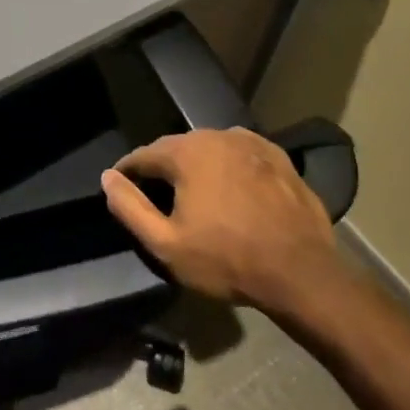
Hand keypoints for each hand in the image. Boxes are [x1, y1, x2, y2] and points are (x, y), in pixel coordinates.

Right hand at [101, 128, 344, 319]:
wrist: (301, 273)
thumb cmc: (226, 260)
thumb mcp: (166, 243)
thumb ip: (130, 207)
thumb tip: (108, 177)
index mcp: (186, 152)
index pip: (143, 155)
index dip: (128, 172)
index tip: (121, 188)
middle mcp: (217, 136)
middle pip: (177, 147)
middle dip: (163, 167)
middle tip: (158, 195)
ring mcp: (252, 143)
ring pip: (211, 148)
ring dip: (198, 165)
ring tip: (195, 192)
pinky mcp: (280, 157)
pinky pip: (241, 154)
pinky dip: (230, 166)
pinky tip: (232, 188)